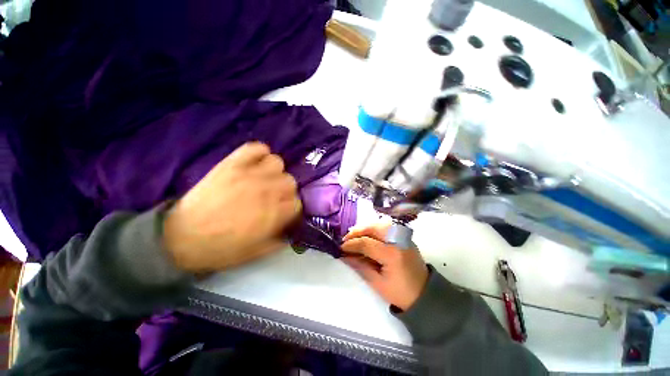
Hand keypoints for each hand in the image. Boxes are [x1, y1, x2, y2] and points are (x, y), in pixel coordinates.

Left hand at [163, 142, 301, 272]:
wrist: (182, 238)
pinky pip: (255, 148)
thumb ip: (279, 241)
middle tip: (273, 196)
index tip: (283, 212)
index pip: (297, 202)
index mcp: (274, 213)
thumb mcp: (257, 252)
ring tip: (263, 179)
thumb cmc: (222, 248)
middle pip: (290, 181)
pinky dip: (259, 152)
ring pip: (277, 163)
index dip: (291, 208)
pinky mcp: (232, 164)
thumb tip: (290, 232)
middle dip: (284, 190)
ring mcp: (250, 175)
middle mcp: (267, 191)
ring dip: (274, 172)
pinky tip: (254, 163)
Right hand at [341, 225, 427, 310]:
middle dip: (356, 232)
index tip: (340, 248)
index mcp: (392, 254)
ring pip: (379, 224)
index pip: (366, 243)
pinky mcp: (404, 237)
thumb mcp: (378, 284)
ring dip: (365, 229)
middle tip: (346, 240)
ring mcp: (403, 236)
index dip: (351, 244)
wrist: (426, 294)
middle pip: (372, 228)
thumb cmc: (401, 293)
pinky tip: (367, 236)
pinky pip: (386, 228)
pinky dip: (374, 229)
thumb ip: (360, 267)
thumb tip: (344, 256)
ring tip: (355, 237)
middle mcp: (398, 240)